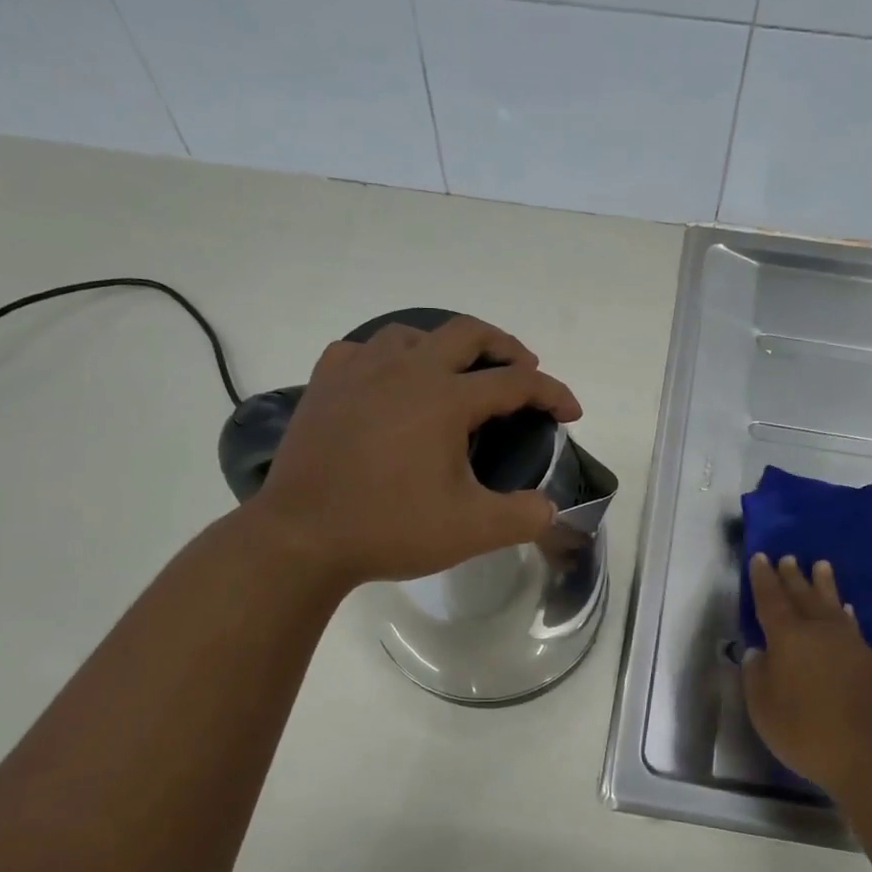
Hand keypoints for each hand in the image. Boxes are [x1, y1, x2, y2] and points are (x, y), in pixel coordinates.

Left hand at [251, 316, 580, 593]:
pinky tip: (388, 381)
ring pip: (412, 334)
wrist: (301, 538)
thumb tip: (548, 509)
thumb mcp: (471, 530)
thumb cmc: (389, 529)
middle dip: (505, 347)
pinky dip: (387, 358)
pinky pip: (362, 351)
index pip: (515, 382)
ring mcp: (359, 372)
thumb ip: (522, 516)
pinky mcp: (325, 385)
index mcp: (445, 399)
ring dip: (445, 347)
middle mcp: (405, 371)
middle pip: (467, 333)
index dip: (552, 393)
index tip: (570, 412)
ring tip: (455, 375)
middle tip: (522, 370)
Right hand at [743, 554, 871, 793]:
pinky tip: (845, 610)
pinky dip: (844, 612)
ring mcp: (849, 644)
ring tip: (820, 566)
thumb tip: (757, 652)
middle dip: (792, 577)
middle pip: (803, 596)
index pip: (771, 600)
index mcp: (788, 638)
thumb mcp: (764, 709)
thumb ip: (756, 676)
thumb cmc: (809, 732)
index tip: (760, 558)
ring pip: (831, 604)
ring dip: (823, 585)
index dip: (763, 579)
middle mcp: (819, 632)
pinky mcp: (870, 661)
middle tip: (787, 557)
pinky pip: (851, 624)